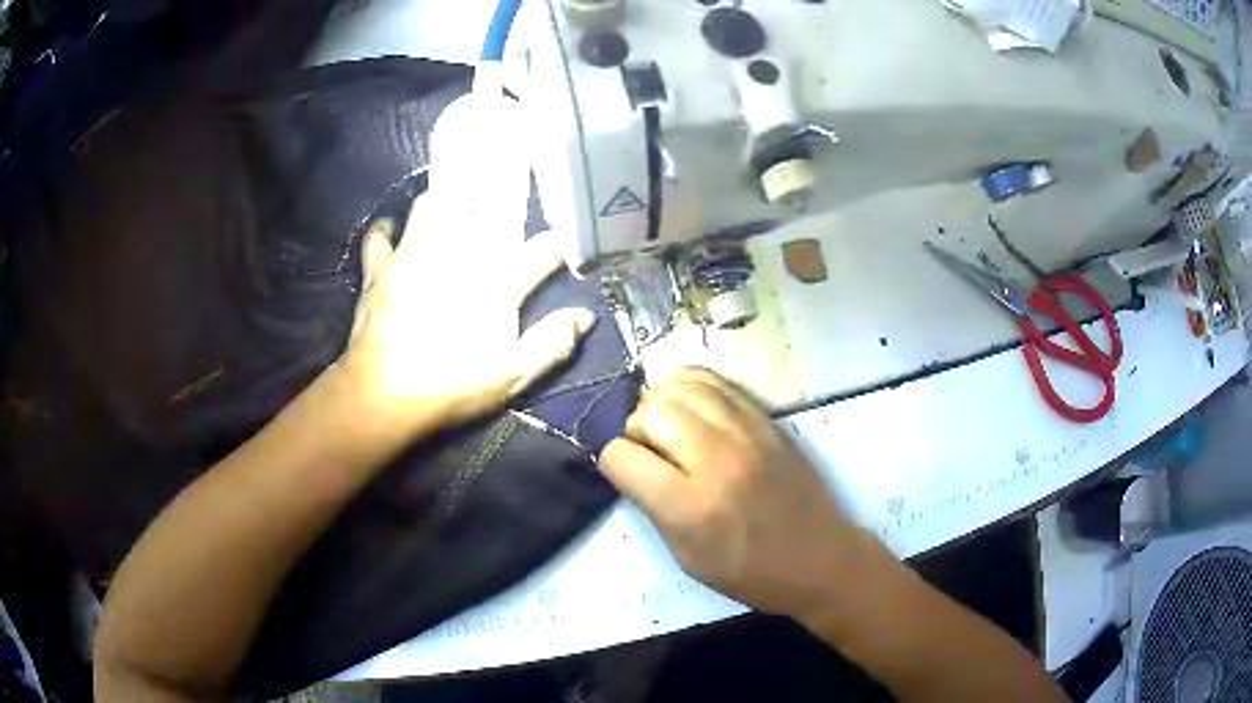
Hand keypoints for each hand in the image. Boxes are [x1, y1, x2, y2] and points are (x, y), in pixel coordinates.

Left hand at [337, 198, 594, 440]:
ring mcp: (413, 255)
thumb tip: (585, 317)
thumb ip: (551, 344)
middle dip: (498, 204)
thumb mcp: (511, 376)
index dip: (557, 245)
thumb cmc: (451, 387)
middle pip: (484, 211)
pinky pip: (380, 234)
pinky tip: (393, 232)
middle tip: (501, 208)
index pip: (540, 251)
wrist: (384, 397)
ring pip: (432, 206)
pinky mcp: (379, 267)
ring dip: (444, 205)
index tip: (562, 247)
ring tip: (451, 211)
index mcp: (495, 283)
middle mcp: (457, 256)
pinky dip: (386, 230)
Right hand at [599, 368, 876, 619]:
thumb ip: (653, 506)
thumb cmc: (749, 572)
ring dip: (662, 402)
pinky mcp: (766, 420)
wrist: (818, 558)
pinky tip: (690, 404)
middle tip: (648, 449)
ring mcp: (745, 433)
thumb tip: (632, 465)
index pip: (622, 457)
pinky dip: (691, 386)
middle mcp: (715, 460)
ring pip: (682, 387)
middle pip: (651, 412)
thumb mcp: (686, 556)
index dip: (614, 463)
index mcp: (690, 507)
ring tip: (667, 425)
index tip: (626, 473)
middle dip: (635, 429)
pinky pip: (715, 381)